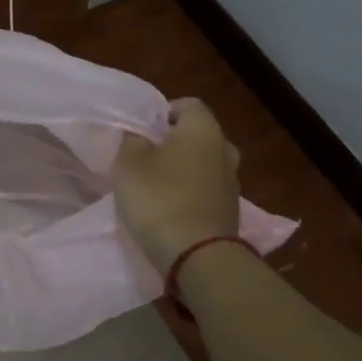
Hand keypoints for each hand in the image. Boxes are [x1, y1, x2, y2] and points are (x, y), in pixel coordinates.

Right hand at [112, 98, 240, 270]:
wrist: (198, 256)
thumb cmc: (160, 199)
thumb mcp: (129, 164)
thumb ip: (132, 140)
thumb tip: (139, 134)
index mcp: (203, 129)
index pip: (186, 104)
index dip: (162, 112)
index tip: (141, 131)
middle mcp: (225, 149)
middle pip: (197, 134)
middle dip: (172, 142)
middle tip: (145, 157)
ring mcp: (232, 182)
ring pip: (203, 163)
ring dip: (182, 169)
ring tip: (155, 186)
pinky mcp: (230, 210)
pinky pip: (207, 190)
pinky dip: (190, 193)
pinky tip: (170, 208)